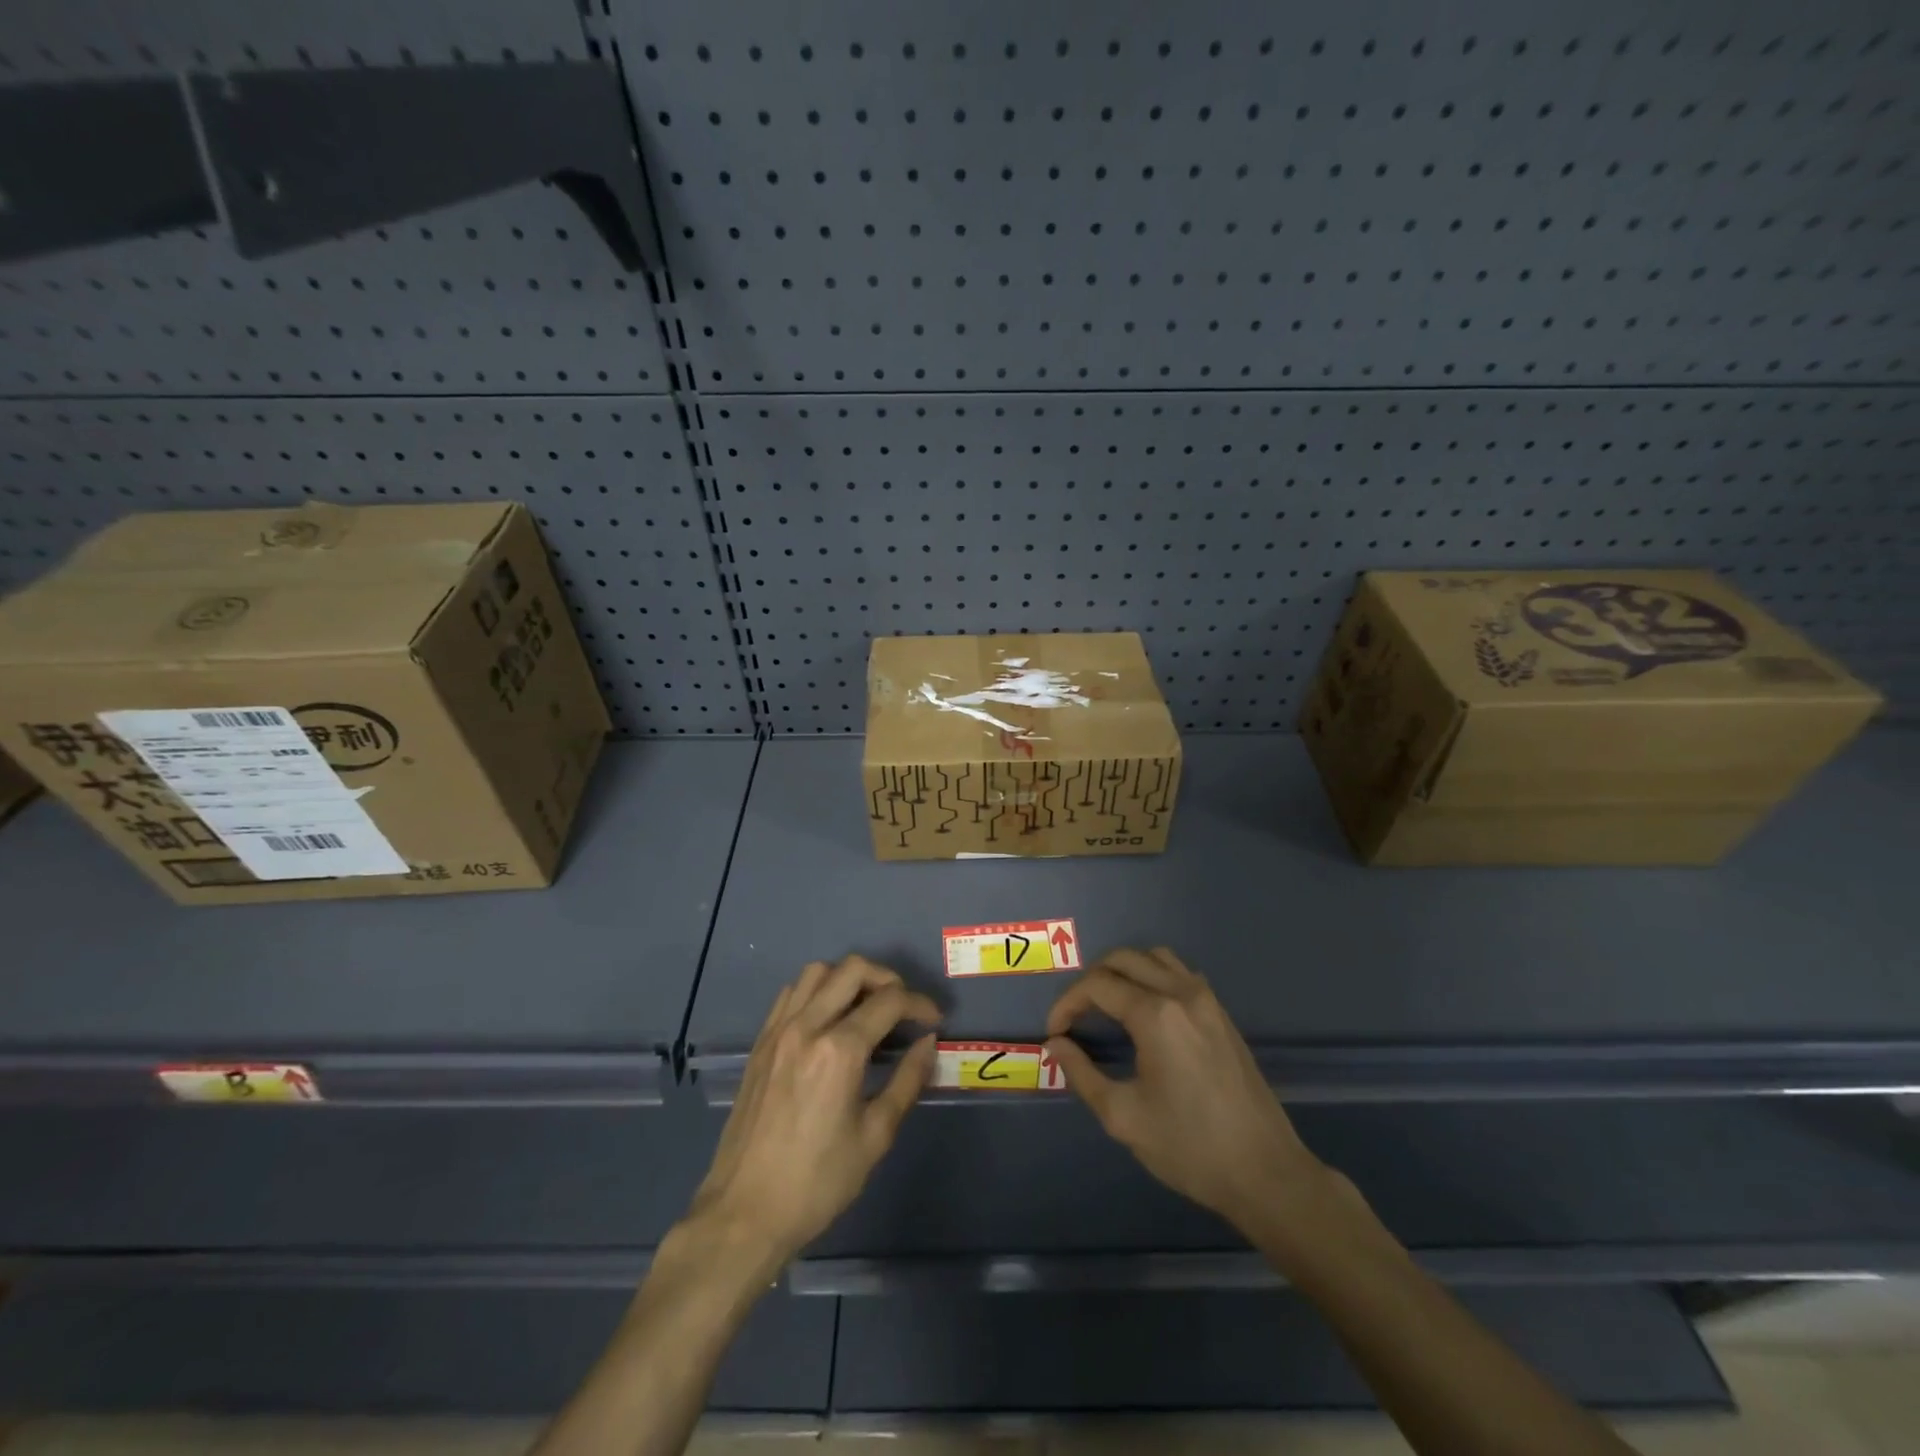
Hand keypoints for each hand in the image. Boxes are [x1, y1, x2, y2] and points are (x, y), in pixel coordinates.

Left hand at [689, 957, 939, 1266]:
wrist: (744, 1213)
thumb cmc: (817, 1182)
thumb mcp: (875, 1136)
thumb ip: (907, 1081)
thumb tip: (928, 1043)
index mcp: (839, 1051)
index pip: (889, 1001)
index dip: (920, 1004)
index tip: (934, 1021)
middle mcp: (807, 1027)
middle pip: (853, 969)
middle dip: (887, 979)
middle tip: (904, 1008)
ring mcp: (778, 1031)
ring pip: (818, 972)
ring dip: (849, 978)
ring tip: (867, 1007)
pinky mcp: (760, 1043)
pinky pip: (791, 993)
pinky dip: (817, 990)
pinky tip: (828, 1019)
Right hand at [1046, 947, 1324, 1231]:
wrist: (1265, 1172)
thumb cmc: (1190, 1148)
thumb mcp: (1124, 1117)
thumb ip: (1082, 1074)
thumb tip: (1056, 1044)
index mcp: (1156, 1015)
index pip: (1097, 985)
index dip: (1067, 1003)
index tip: (1055, 1032)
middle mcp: (1182, 993)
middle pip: (1123, 959)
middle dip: (1091, 981)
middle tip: (1076, 1015)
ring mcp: (1207, 1000)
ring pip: (1154, 957)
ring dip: (1123, 971)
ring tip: (1106, 1005)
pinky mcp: (1221, 1013)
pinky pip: (1179, 973)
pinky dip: (1152, 976)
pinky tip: (1145, 1011)